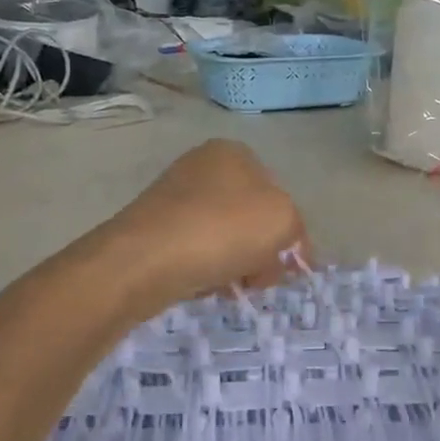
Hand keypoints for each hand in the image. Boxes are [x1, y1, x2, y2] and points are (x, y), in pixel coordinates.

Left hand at [102, 140, 310, 311]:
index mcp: (233, 153)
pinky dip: (207, 270)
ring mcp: (174, 198)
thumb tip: (283, 247)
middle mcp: (201, 168)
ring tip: (231, 287)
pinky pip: (196, 252)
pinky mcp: (154, 230)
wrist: (144, 260)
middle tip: (260, 280)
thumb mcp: (282, 220)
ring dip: (236, 265)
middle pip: (250, 217)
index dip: (290, 232)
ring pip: (224, 237)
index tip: (289, 266)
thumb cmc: (222, 229)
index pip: (277, 193)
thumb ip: (295, 228)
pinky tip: (206, 286)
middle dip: (262, 251)